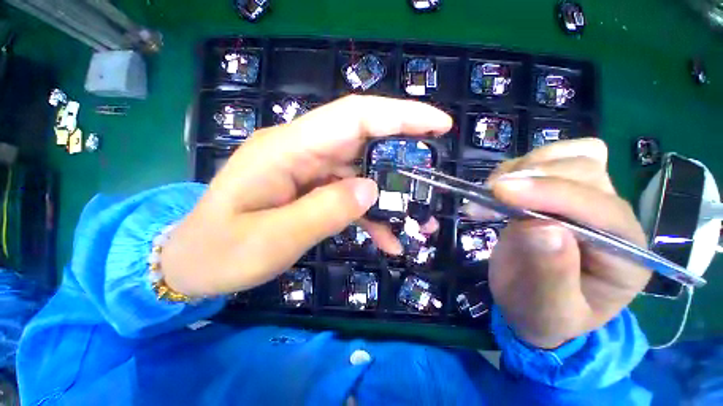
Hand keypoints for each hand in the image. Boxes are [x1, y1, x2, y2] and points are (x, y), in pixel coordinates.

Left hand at [160, 96, 451, 296]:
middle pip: (364, 140)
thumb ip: (324, 211)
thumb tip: (371, 189)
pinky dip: (370, 215)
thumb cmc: (222, 252)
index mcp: (287, 149)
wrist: (194, 262)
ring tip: (416, 223)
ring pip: (362, 173)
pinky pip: (349, 195)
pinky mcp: (312, 190)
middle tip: (431, 178)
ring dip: (389, 197)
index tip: (438, 124)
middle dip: (402, 156)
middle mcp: (301, 151)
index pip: (353, 116)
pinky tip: (385, 238)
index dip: (399, 115)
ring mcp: (308, 171)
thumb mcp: (273, 239)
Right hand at [470, 139, 650, 348]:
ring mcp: (588, 198)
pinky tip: (500, 188)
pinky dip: (519, 166)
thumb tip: (542, 228)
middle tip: (490, 194)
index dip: (551, 195)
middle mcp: (614, 218)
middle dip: (534, 177)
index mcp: (625, 255)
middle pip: (587, 171)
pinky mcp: (560, 190)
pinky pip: (549, 158)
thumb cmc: (542, 313)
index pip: (601, 210)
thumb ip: (549, 275)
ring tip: (494, 192)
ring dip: (525, 167)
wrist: (532, 302)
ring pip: (571, 155)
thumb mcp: (544, 309)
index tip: (500, 192)